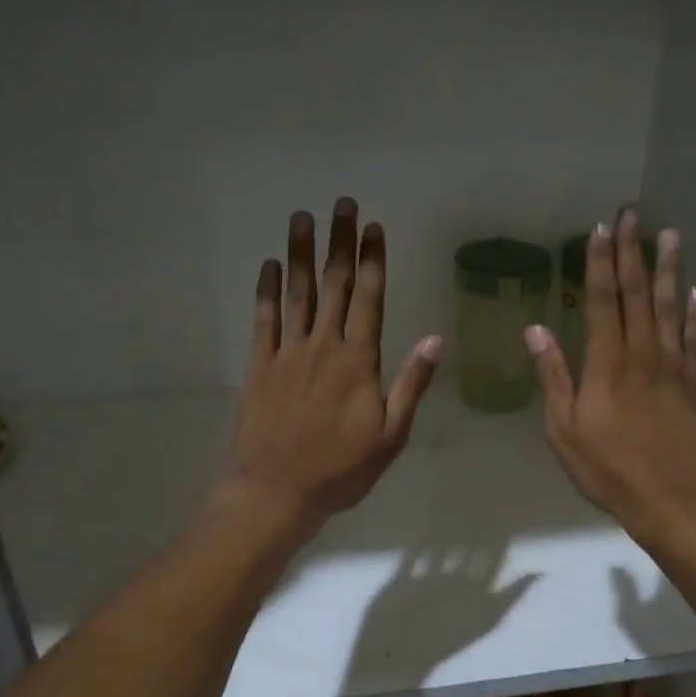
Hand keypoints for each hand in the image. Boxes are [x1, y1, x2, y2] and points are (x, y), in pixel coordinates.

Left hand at [218, 199, 441, 533]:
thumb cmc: (341, 469)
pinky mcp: (260, 367)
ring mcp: (288, 354)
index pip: (368, 299)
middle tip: (342, 204)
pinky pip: (264, 320)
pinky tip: (270, 265)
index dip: (371, 261)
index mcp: (359, 362)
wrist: (277, 492)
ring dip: (301, 254)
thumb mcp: (391, 435)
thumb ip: (411, 384)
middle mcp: (323, 347)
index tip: (373, 228)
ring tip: (303, 218)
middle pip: (333, 286)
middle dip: (339, 243)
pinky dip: (267, 291)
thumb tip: (435, 339)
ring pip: (298, 294)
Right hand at [525, 209, 695, 542]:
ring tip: (670, 236)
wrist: (673, 501)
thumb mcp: (564, 430)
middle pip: (637, 294)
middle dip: (633, 252)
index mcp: (607, 364)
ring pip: (670, 307)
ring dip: (669, 270)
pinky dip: (695, 312)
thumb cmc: (609, 470)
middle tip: (632, 215)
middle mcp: (643, 354)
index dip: (600, 264)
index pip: (603, 301)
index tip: (600, 230)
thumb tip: (535, 330)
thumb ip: (553, 377)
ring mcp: (676, 367)